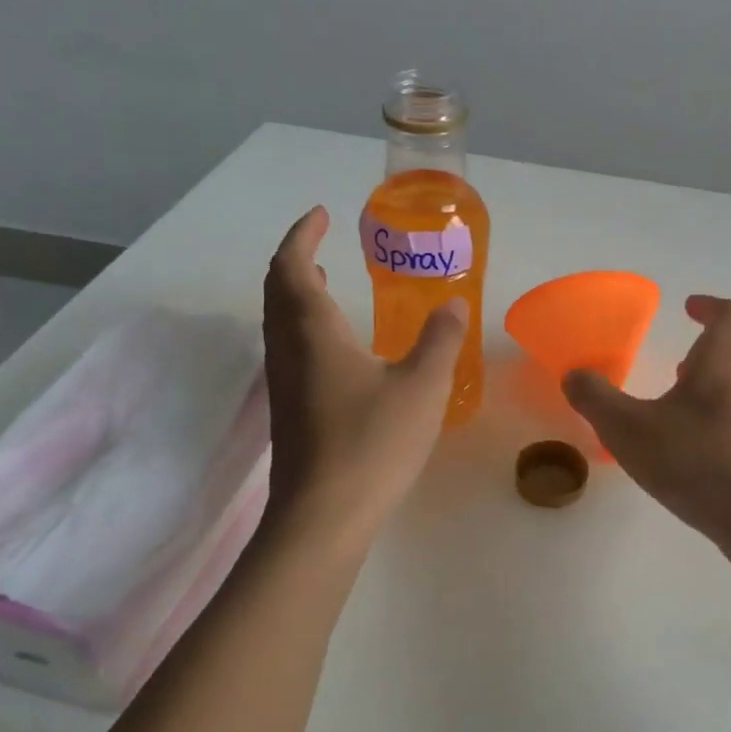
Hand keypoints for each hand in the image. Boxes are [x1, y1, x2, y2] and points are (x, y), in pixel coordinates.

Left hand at [262, 206, 466, 537]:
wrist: (322, 517)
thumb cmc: (372, 443)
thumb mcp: (422, 387)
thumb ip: (441, 340)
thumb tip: (453, 304)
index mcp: (313, 331)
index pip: (292, 265)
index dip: (303, 234)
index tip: (321, 214)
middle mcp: (288, 349)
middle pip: (277, 289)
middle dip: (296, 258)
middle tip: (322, 243)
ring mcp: (283, 383)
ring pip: (278, 320)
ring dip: (295, 291)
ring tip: (324, 280)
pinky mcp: (288, 411)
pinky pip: (287, 348)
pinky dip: (302, 324)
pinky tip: (335, 345)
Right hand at [562, 295, 730, 546]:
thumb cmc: (696, 462)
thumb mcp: (628, 430)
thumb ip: (596, 399)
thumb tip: (574, 375)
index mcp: (724, 362)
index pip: (730, 315)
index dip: (709, 306)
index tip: (688, 308)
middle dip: (709, 350)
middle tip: (681, 364)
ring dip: (718, 385)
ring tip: (685, 408)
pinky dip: (726, 418)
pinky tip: (701, 450)